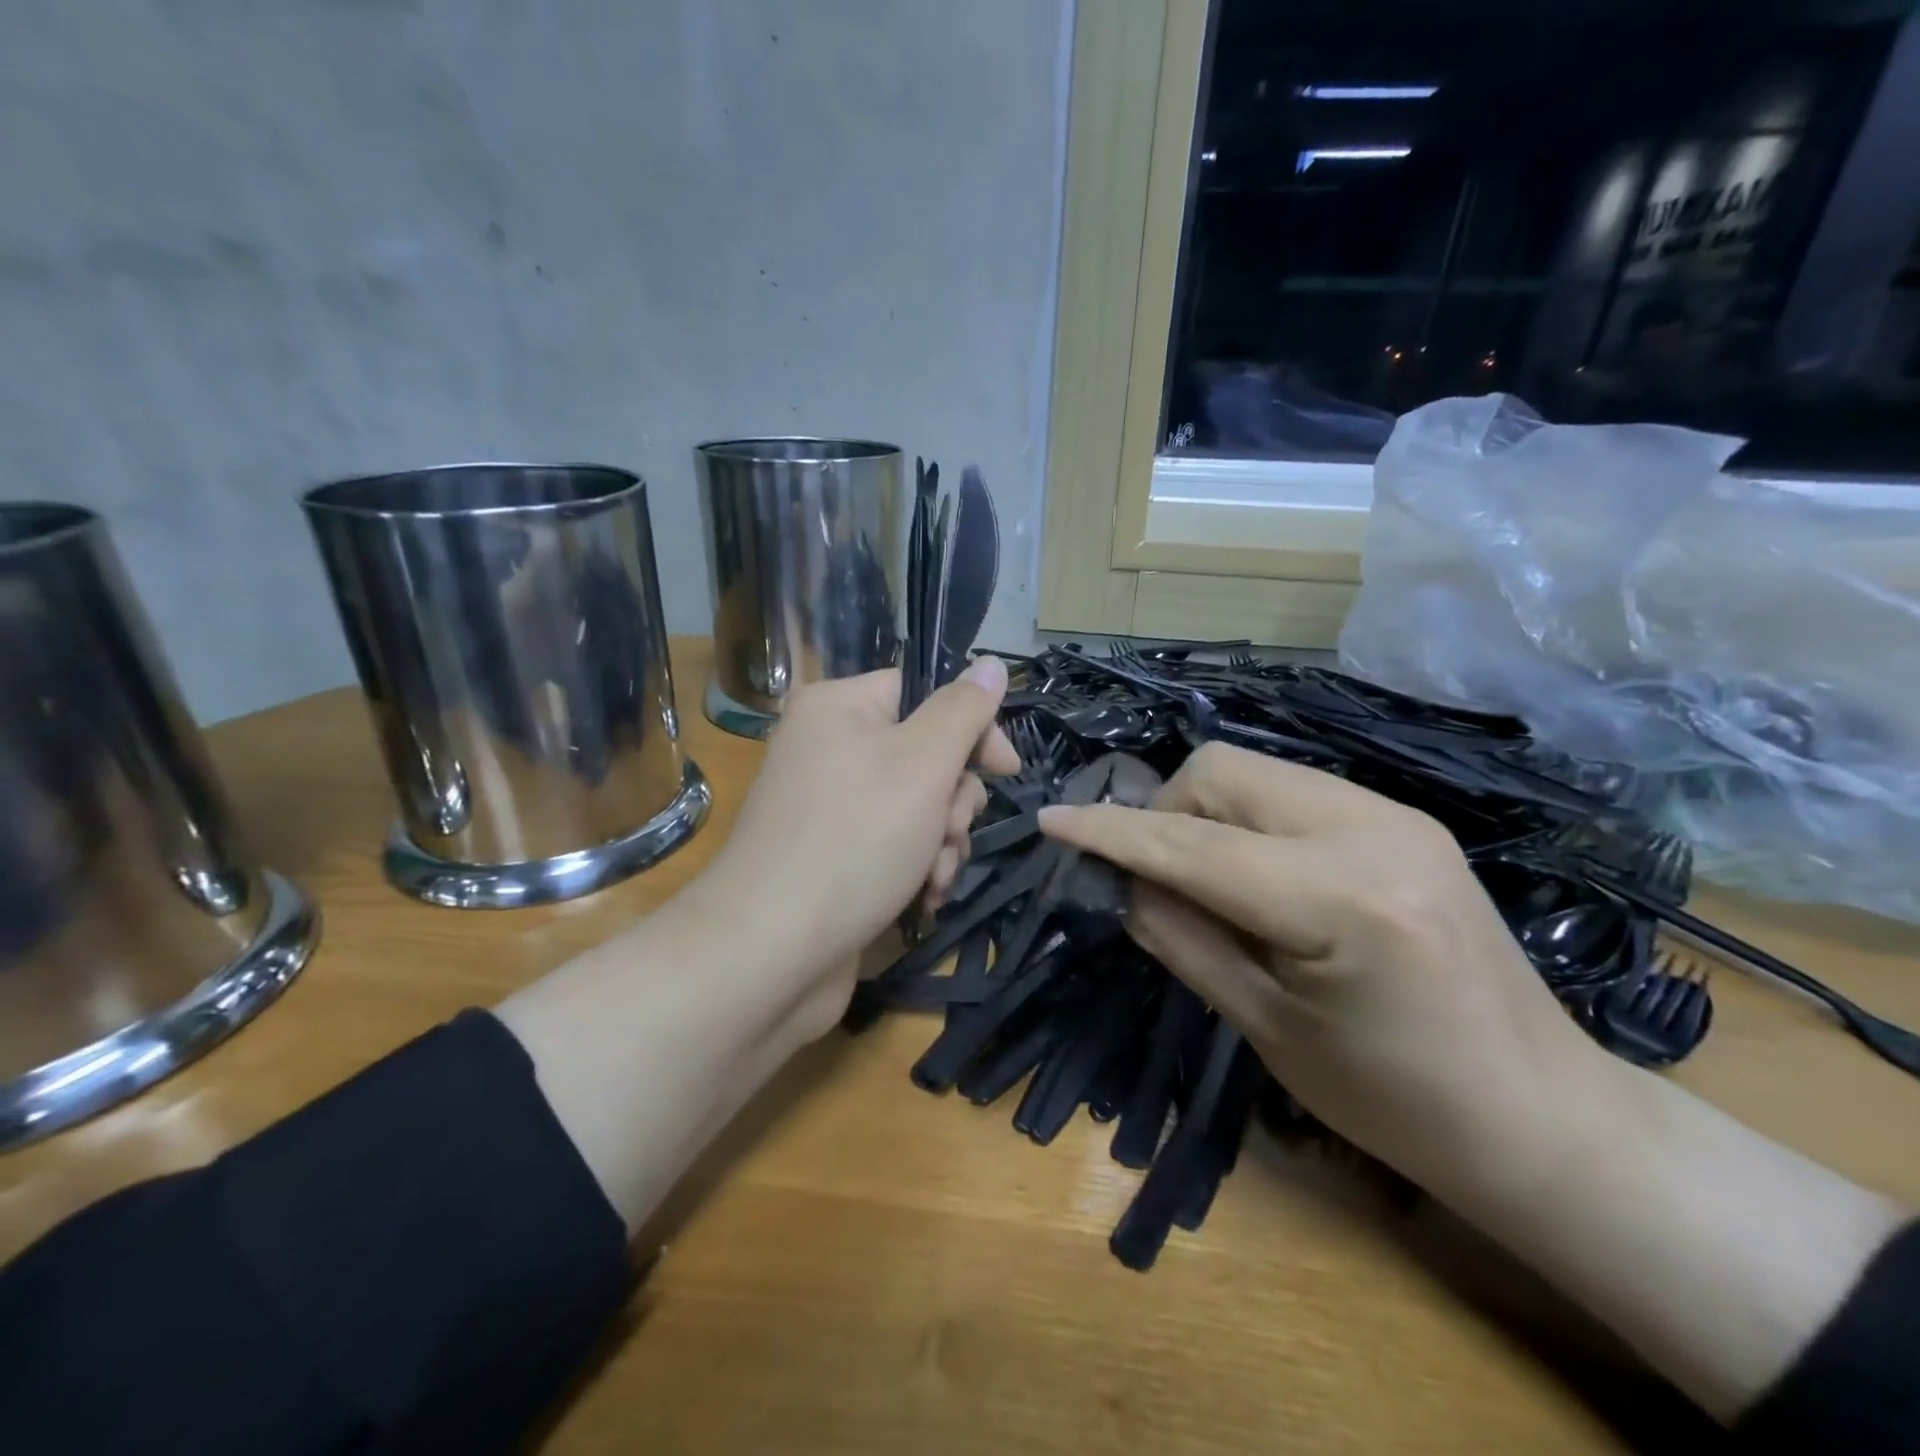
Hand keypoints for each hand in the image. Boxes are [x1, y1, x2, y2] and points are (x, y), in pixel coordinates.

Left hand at [686, 657, 1017, 1033]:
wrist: (771, 952)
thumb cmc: (855, 840)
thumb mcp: (923, 763)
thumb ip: (964, 710)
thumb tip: (991, 663)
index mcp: (839, 708)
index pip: (925, 693)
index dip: (972, 729)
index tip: (1005, 769)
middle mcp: (829, 749)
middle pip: (926, 755)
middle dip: (953, 801)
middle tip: (948, 831)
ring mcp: (829, 807)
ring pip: (919, 807)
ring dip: (941, 842)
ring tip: (932, 876)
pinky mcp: (834, 857)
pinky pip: (895, 845)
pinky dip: (916, 868)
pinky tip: (920, 899)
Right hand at [1038, 742, 1605, 1192]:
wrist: (1542, 1115)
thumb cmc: (1396, 1103)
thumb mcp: (1265, 1028)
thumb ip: (1180, 937)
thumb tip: (1121, 880)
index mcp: (1340, 900)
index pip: (1193, 847)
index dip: (1111, 832)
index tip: (1051, 821)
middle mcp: (1371, 828)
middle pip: (1219, 772)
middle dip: (1165, 815)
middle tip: (1157, 882)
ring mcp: (1393, 813)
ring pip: (1251, 771)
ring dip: (1203, 815)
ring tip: (1208, 883)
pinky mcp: (1401, 817)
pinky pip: (1288, 790)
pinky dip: (1246, 820)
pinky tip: (1257, 877)